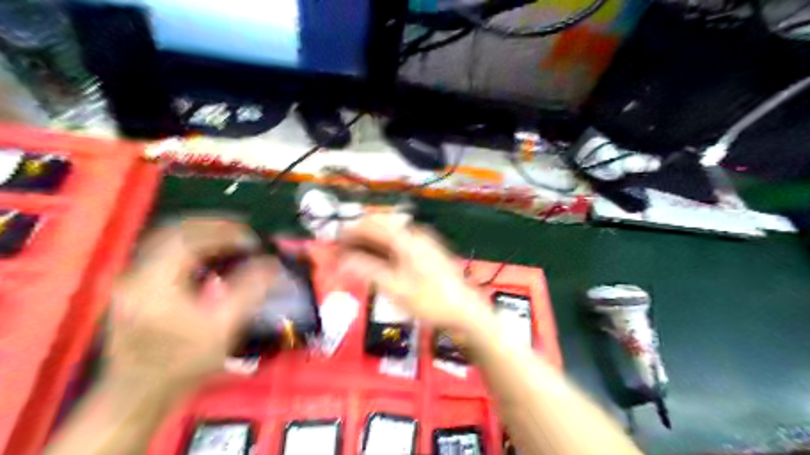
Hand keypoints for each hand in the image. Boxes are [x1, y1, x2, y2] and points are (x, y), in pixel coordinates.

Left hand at [107, 214, 277, 389]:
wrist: (139, 393)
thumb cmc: (184, 362)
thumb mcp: (224, 327)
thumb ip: (250, 290)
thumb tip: (273, 264)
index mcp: (155, 282)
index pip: (190, 239)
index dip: (225, 233)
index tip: (253, 240)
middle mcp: (138, 273)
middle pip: (174, 231)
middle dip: (212, 225)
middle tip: (243, 229)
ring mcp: (132, 279)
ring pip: (166, 239)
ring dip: (200, 232)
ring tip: (230, 236)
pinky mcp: (134, 286)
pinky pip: (163, 252)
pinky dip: (189, 245)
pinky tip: (208, 255)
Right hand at [337, 216, 492, 331]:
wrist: (465, 312)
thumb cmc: (431, 302)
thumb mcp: (396, 289)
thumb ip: (367, 270)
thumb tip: (343, 260)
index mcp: (408, 239)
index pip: (373, 223)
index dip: (351, 230)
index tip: (335, 241)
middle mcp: (416, 235)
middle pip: (382, 226)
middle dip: (360, 236)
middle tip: (343, 252)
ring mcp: (424, 243)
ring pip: (390, 235)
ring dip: (371, 243)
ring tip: (355, 258)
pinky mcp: (427, 253)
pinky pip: (400, 244)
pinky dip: (384, 250)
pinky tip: (377, 262)